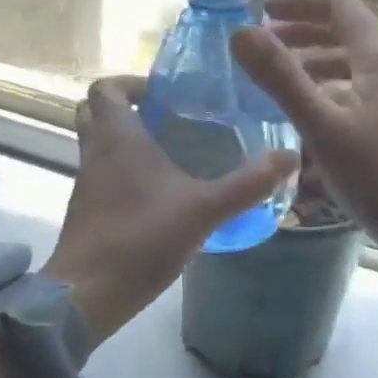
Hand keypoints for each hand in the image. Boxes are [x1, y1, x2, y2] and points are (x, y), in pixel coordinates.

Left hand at [44, 76, 298, 343]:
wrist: (88, 294)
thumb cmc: (142, 238)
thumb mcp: (205, 210)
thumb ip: (248, 184)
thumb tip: (290, 157)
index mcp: (117, 137)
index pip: (106, 87)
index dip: (132, 83)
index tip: (165, 96)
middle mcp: (95, 152)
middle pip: (98, 113)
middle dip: (130, 110)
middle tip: (171, 121)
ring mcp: (86, 183)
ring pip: (100, 146)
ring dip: (129, 143)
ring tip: (175, 156)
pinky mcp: (87, 211)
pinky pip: (104, 176)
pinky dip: (126, 174)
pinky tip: (161, 196)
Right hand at [232, 0, 377, 268]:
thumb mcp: (322, 125)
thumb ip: (281, 78)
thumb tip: (240, 32)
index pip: (342, 7)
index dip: (301, 2)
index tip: (264, 11)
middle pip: (351, 34)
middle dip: (306, 34)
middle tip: (268, 46)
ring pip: (359, 66)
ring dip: (320, 64)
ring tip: (285, 82)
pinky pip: (368, 92)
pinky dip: (337, 90)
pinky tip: (317, 118)